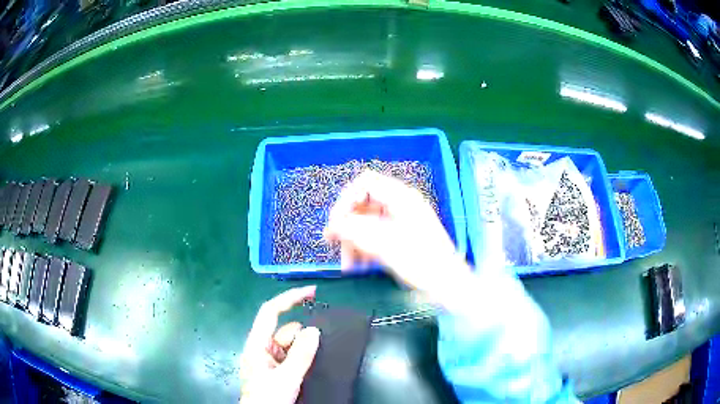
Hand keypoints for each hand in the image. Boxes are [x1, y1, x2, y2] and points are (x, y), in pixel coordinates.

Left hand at [239, 286, 320, 403]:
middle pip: (285, 330)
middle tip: (321, 348)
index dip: (289, 298)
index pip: (270, 312)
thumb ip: (301, 355)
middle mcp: (261, 348)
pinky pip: (292, 355)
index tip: (311, 292)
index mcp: (257, 344)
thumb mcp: (286, 378)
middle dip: (303, 335)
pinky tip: (311, 365)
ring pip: (291, 344)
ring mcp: (269, 359)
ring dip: (305, 348)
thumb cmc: (268, 398)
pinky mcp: (276, 369)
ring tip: (315, 362)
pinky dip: (303, 356)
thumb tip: (314, 330)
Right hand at [324, 171, 469, 293]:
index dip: (346, 199)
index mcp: (402, 198)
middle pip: (364, 204)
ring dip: (354, 240)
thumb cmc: (422, 262)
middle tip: (334, 243)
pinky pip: (377, 234)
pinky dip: (365, 247)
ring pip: (368, 222)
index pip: (365, 183)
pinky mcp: (403, 235)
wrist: (447, 284)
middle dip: (347, 224)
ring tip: (348, 263)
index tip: (336, 222)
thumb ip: (355, 231)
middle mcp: (402, 204)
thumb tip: (332, 224)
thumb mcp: (384, 245)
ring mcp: (403, 220)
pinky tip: (360, 264)